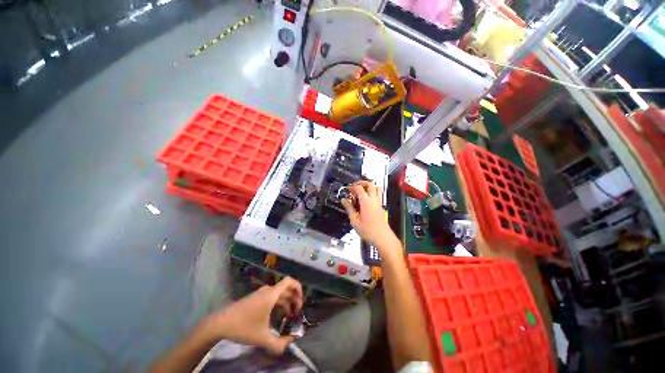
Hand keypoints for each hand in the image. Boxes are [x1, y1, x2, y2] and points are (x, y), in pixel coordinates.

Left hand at [205, 277, 303, 354]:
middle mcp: (268, 290)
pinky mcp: (256, 298)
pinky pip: (272, 297)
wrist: (220, 323)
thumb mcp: (262, 338)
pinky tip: (277, 316)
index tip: (301, 302)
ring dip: (286, 303)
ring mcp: (261, 293)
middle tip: (297, 313)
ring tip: (289, 317)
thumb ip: (279, 343)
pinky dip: (279, 304)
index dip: (298, 288)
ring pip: (279, 294)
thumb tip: (292, 343)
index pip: (289, 281)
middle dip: (294, 299)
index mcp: (271, 294)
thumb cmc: (243, 327)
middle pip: (286, 289)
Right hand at [341, 181, 400, 256]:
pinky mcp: (381, 207)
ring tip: (361, 192)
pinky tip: (365, 201)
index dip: (352, 187)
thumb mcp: (354, 220)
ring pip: (376, 188)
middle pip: (370, 184)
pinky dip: (371, 194)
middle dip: (361, 182)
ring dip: (368, 187)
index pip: (359, 188)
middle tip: (355, 187)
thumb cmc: (368, 231)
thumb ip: (349, 208)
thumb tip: (344, 200)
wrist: (382, 238)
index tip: (348, 190)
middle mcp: (373, 200)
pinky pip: (377, 195)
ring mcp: (379, 203)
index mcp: (366, 202)